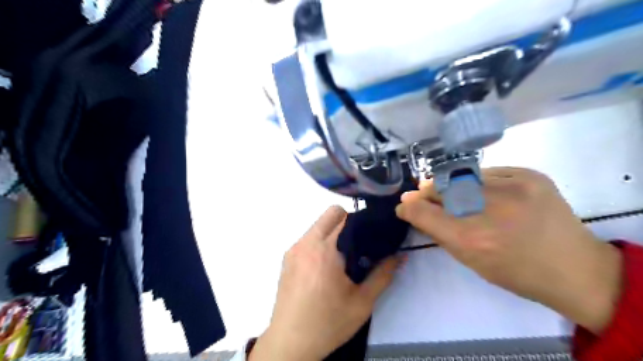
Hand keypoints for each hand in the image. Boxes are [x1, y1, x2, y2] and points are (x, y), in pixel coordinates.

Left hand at [252, 206, 399, 360]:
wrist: (290, 343)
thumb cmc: (328, 323)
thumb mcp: (362, 302)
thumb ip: (383, 275)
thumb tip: (400, 255)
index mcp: (325, 250)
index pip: (344, 216)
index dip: (361, 221)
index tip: (370, 235)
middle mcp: (306, 243)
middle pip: (330, 214)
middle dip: (347, 221)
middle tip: (358, 245)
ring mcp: (293, 249)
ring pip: (318, 225)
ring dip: (333, 232)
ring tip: (342, 257)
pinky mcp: (286, 258)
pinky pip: (308, 238)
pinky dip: (320, 242)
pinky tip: (324, 267)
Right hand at [398, 168, 622, 333]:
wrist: (576, 268)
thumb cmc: (516, 272)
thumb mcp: (470, 261)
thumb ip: (439, 232)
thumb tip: (413, 209)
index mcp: (471, 239)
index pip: (423, 212)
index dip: (408, 207)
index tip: (403, 205)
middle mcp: (488, 208)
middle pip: (439, 189)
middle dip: (426, 193)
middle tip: (422, 194)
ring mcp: (512, 186)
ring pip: (460, 176)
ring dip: (449, 185)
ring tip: (449, 191)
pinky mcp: (529, 175)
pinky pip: (488, 172)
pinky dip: (478, 181)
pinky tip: (482, 191)